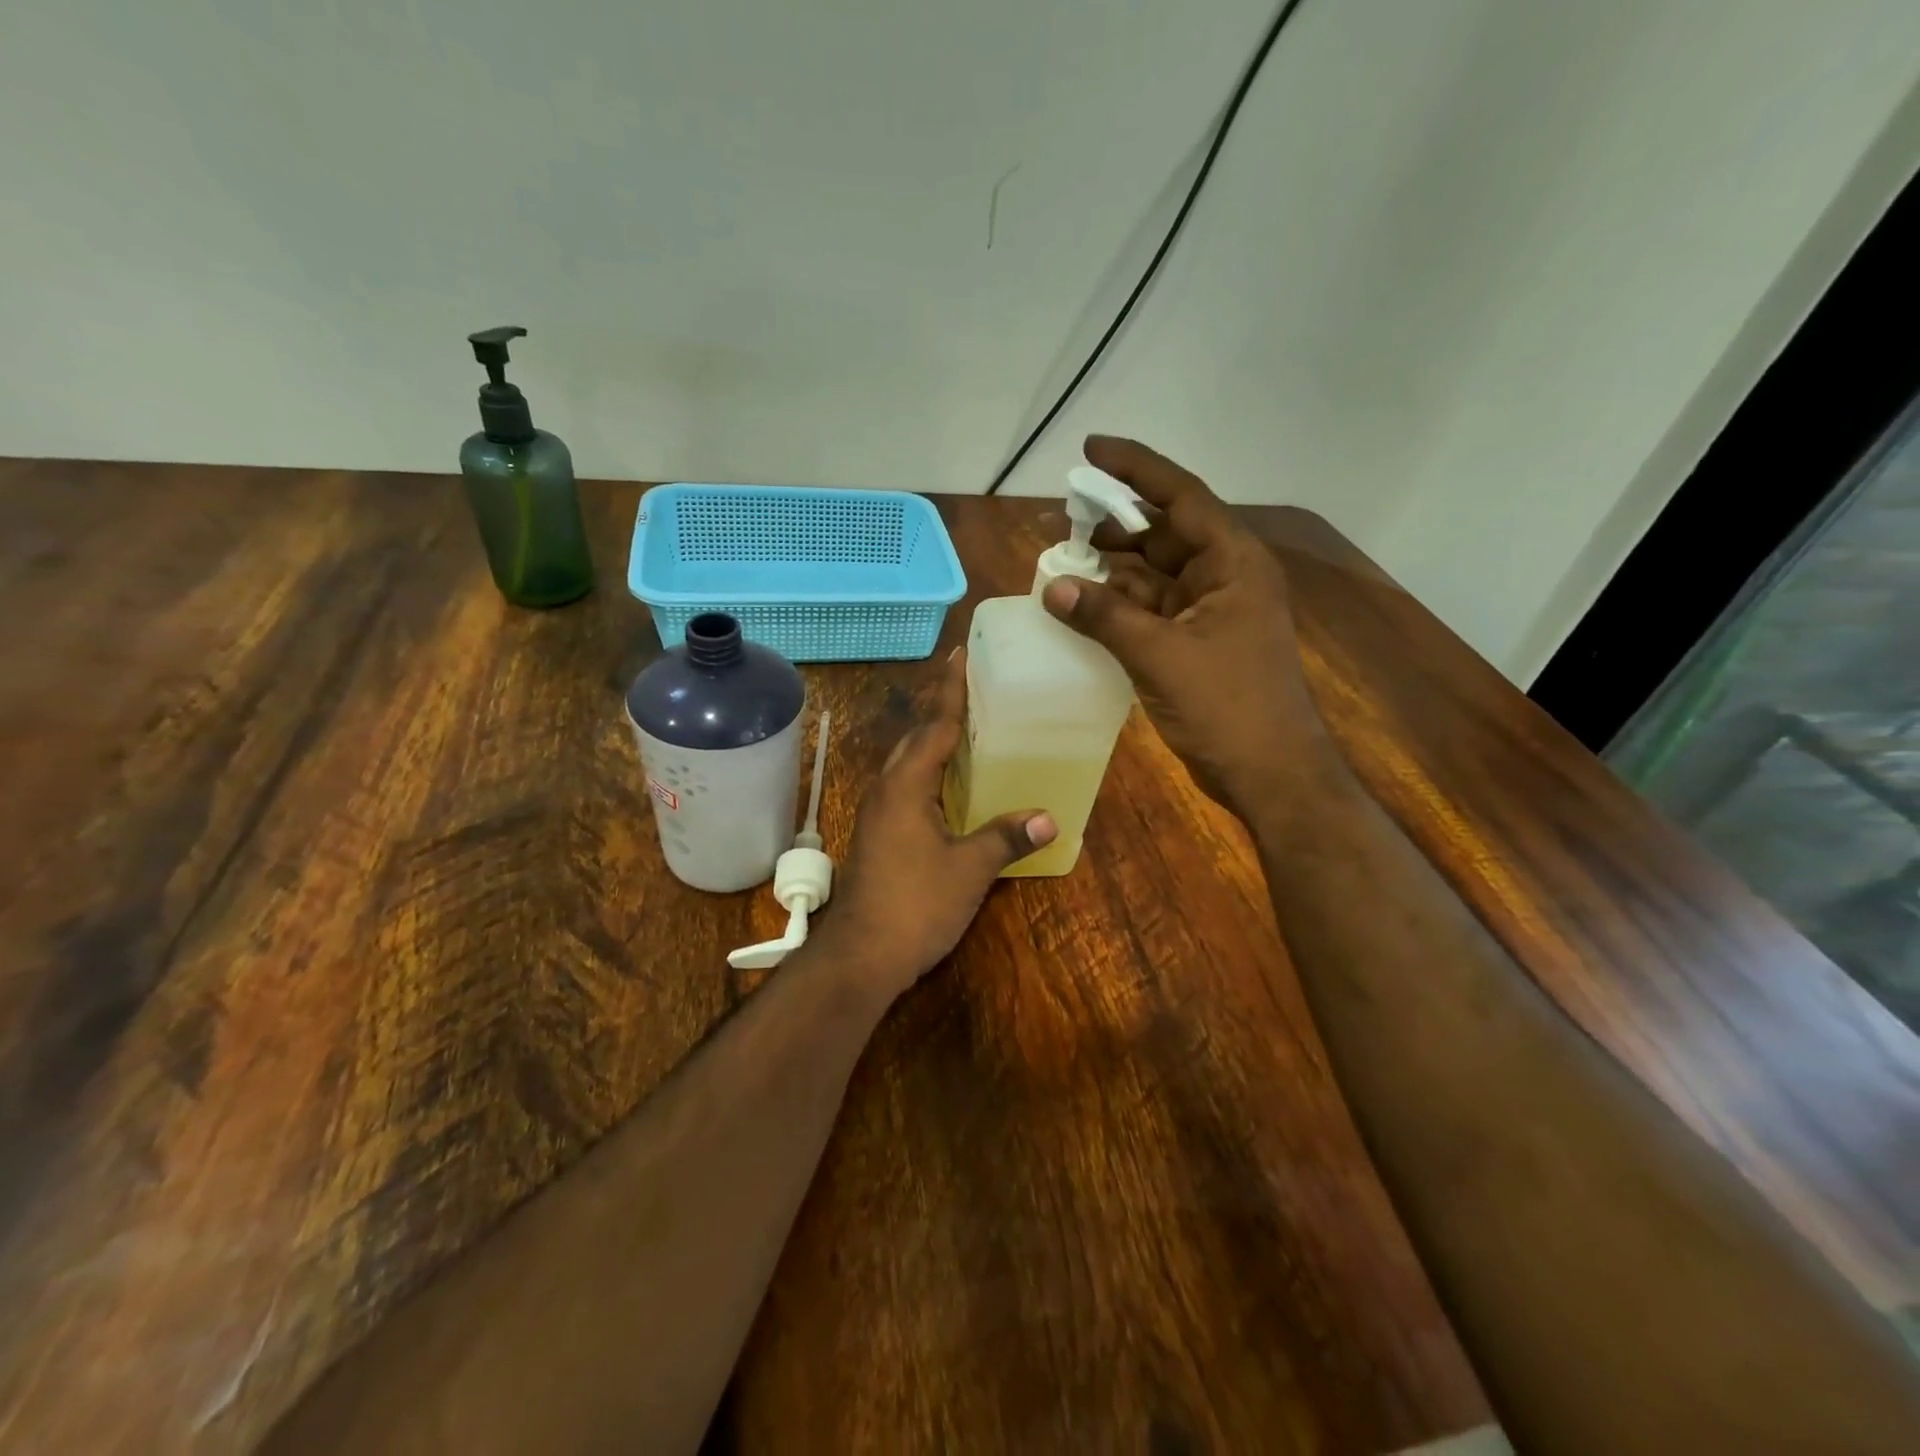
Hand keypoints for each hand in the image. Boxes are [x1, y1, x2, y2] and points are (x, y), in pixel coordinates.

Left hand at [814, 649, 1055, 1003]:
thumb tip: (1048, 818)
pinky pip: (905, 786)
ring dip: (931, 741)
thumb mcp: (969, 870)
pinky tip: (948, 785)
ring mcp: (877, 813)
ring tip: (964, 728)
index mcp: (906, 785)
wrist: (861, 955)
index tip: (960, 655)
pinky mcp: (877, 834)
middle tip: (971, 689)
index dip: (951, 690)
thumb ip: (1006, 838)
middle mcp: (887, 789)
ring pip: (906, 763)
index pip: (935, 725)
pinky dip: (927, 772)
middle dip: (940, 711)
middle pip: (915, 738)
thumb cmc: (916, 904)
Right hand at [1041, 435, 1320, 814]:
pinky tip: (1082, 606)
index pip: (1181, 497)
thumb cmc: (1227, 706)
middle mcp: (1224, 577)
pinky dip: (1119, 607)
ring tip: (1062, 564)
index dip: (1135, 470)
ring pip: (1154, 575)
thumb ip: (1104, 616)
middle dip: (1115, 526)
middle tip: (1063, 521)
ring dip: (1112, 570)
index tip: (1089, 451)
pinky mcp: (1197, 644)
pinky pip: (1152, 611)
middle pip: (1164, 533)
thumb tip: (1052, 587)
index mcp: (1233, 562)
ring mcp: (1211, 612)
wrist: (1270, 774)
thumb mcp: (1160, 655)